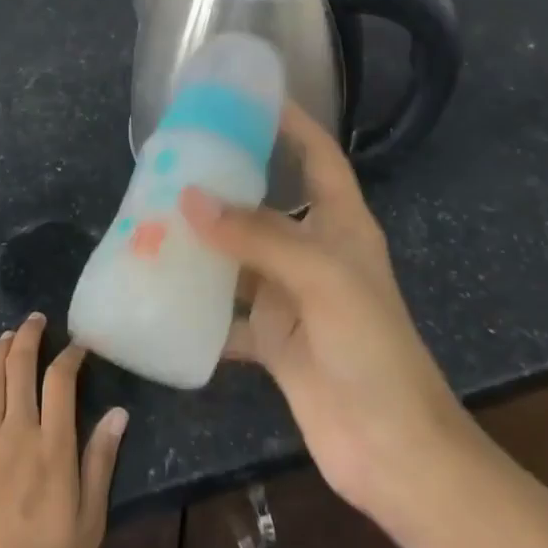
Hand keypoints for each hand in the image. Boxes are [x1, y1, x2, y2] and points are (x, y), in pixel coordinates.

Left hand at [0, 313, 127, 547]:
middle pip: (21, 368)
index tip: (79, 345)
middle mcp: (17, 434)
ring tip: (8, 334)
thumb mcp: (89, 523)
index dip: (70, 355)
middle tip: (38, 320)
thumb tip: (120, 413)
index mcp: (53, 448)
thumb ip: (101, 463)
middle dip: (30, 337)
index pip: (61, 381)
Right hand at [181, 104, 473, 540]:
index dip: (292, 123)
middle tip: (177, 157)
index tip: (249, 97)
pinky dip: (198, 304)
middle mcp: (314, 252)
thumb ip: (256, 235)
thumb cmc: (370, 347)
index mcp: (341, 224)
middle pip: (267, 202)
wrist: (392, 450)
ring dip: (204, 241)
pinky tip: (160, 290)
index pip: (318, 156)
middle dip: (228, 180)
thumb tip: (189, 197)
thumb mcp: (321, 277)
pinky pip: (227, 311)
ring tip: (154, 215)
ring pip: (240, 255)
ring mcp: (291, 296)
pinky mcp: (273, 339)